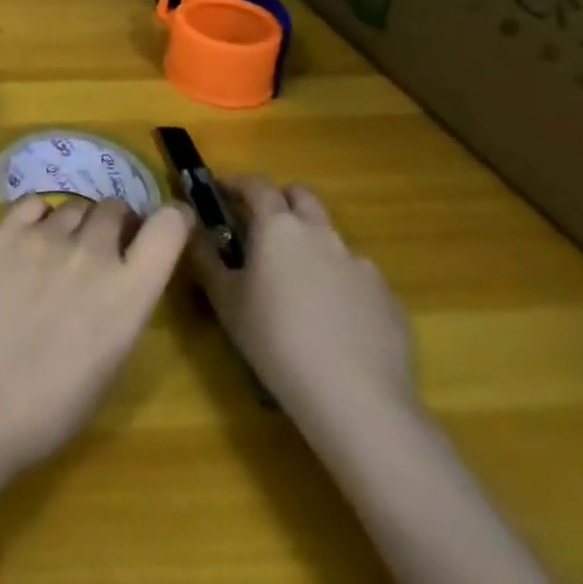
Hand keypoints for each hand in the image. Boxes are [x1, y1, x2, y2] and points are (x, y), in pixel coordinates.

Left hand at [0, 196, 191, 471]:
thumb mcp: (112, 358)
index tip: (168, 224)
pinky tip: (32, 237)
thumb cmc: (55, 403)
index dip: (172, 219)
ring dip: (77, 223)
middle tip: (103, 248)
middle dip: (116, 224)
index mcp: (131, 291)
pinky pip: (34, 202)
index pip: (169, 226)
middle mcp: (94, 251)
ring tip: (61, 250)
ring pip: (75, 205)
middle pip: (115, 208)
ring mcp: (48, 236)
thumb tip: (120, 275)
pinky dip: (39, 215)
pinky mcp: (8, 231)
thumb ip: (124, 304)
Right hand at [187, 175, 415, 427]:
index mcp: (278, 227)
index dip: (237, 183)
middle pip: (301, 196)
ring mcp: (360, 263)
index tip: (222, 191)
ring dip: (311, 245)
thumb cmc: (276, 341)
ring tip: (299, 285)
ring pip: (331, 237)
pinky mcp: (388, 297)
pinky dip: (340, 283)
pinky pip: (357, 276)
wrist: (358, 400)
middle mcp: (321, 233)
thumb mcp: (225, 301)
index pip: (256, 184)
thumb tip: (194, 232)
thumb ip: (206, 259)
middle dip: (281, 201)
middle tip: (262, 228)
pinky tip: (334, 322)